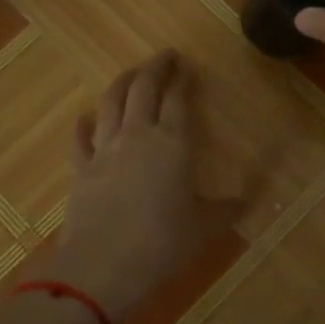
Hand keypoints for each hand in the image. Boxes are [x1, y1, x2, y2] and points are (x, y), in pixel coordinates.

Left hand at [43, 51, 210, 323]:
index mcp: (172, 144)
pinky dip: (83, 124)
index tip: (188, 67)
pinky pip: (80, 139)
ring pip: (110, 103)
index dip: (184, 80)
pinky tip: (85, 117)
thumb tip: (245, 202)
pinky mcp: (80, 170)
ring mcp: (104, 150)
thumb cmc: (163, 244)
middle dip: (155, 68)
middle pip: (143, 89)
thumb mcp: (205, 228)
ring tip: (131, 73)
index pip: (178, 100)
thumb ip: (226, 210)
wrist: (104, 267)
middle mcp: (137, 136)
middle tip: (165, 56)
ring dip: (122, 83)